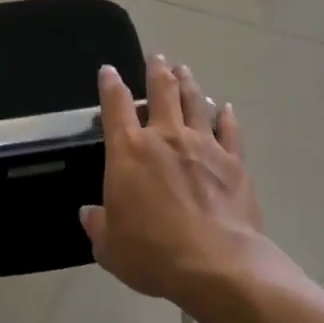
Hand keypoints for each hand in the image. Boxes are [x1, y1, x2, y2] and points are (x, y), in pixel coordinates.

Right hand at [80, 56, 267, 305]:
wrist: (216, 264)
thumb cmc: (153, 254)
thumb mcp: (110, 247)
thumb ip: (98, 226)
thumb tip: (89, 213)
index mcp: (129, 152)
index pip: (115, 106)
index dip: (110, 84)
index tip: (109, 71)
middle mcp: (166, 137)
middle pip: (161, 91)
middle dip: (156, 71)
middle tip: (157, 58)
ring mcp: (203, 145)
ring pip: (195, 102)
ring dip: (188, 83)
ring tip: (184, 70)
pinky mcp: (234, 161)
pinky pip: (229, 130)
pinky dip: (226, 116)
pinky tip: (226, 108)